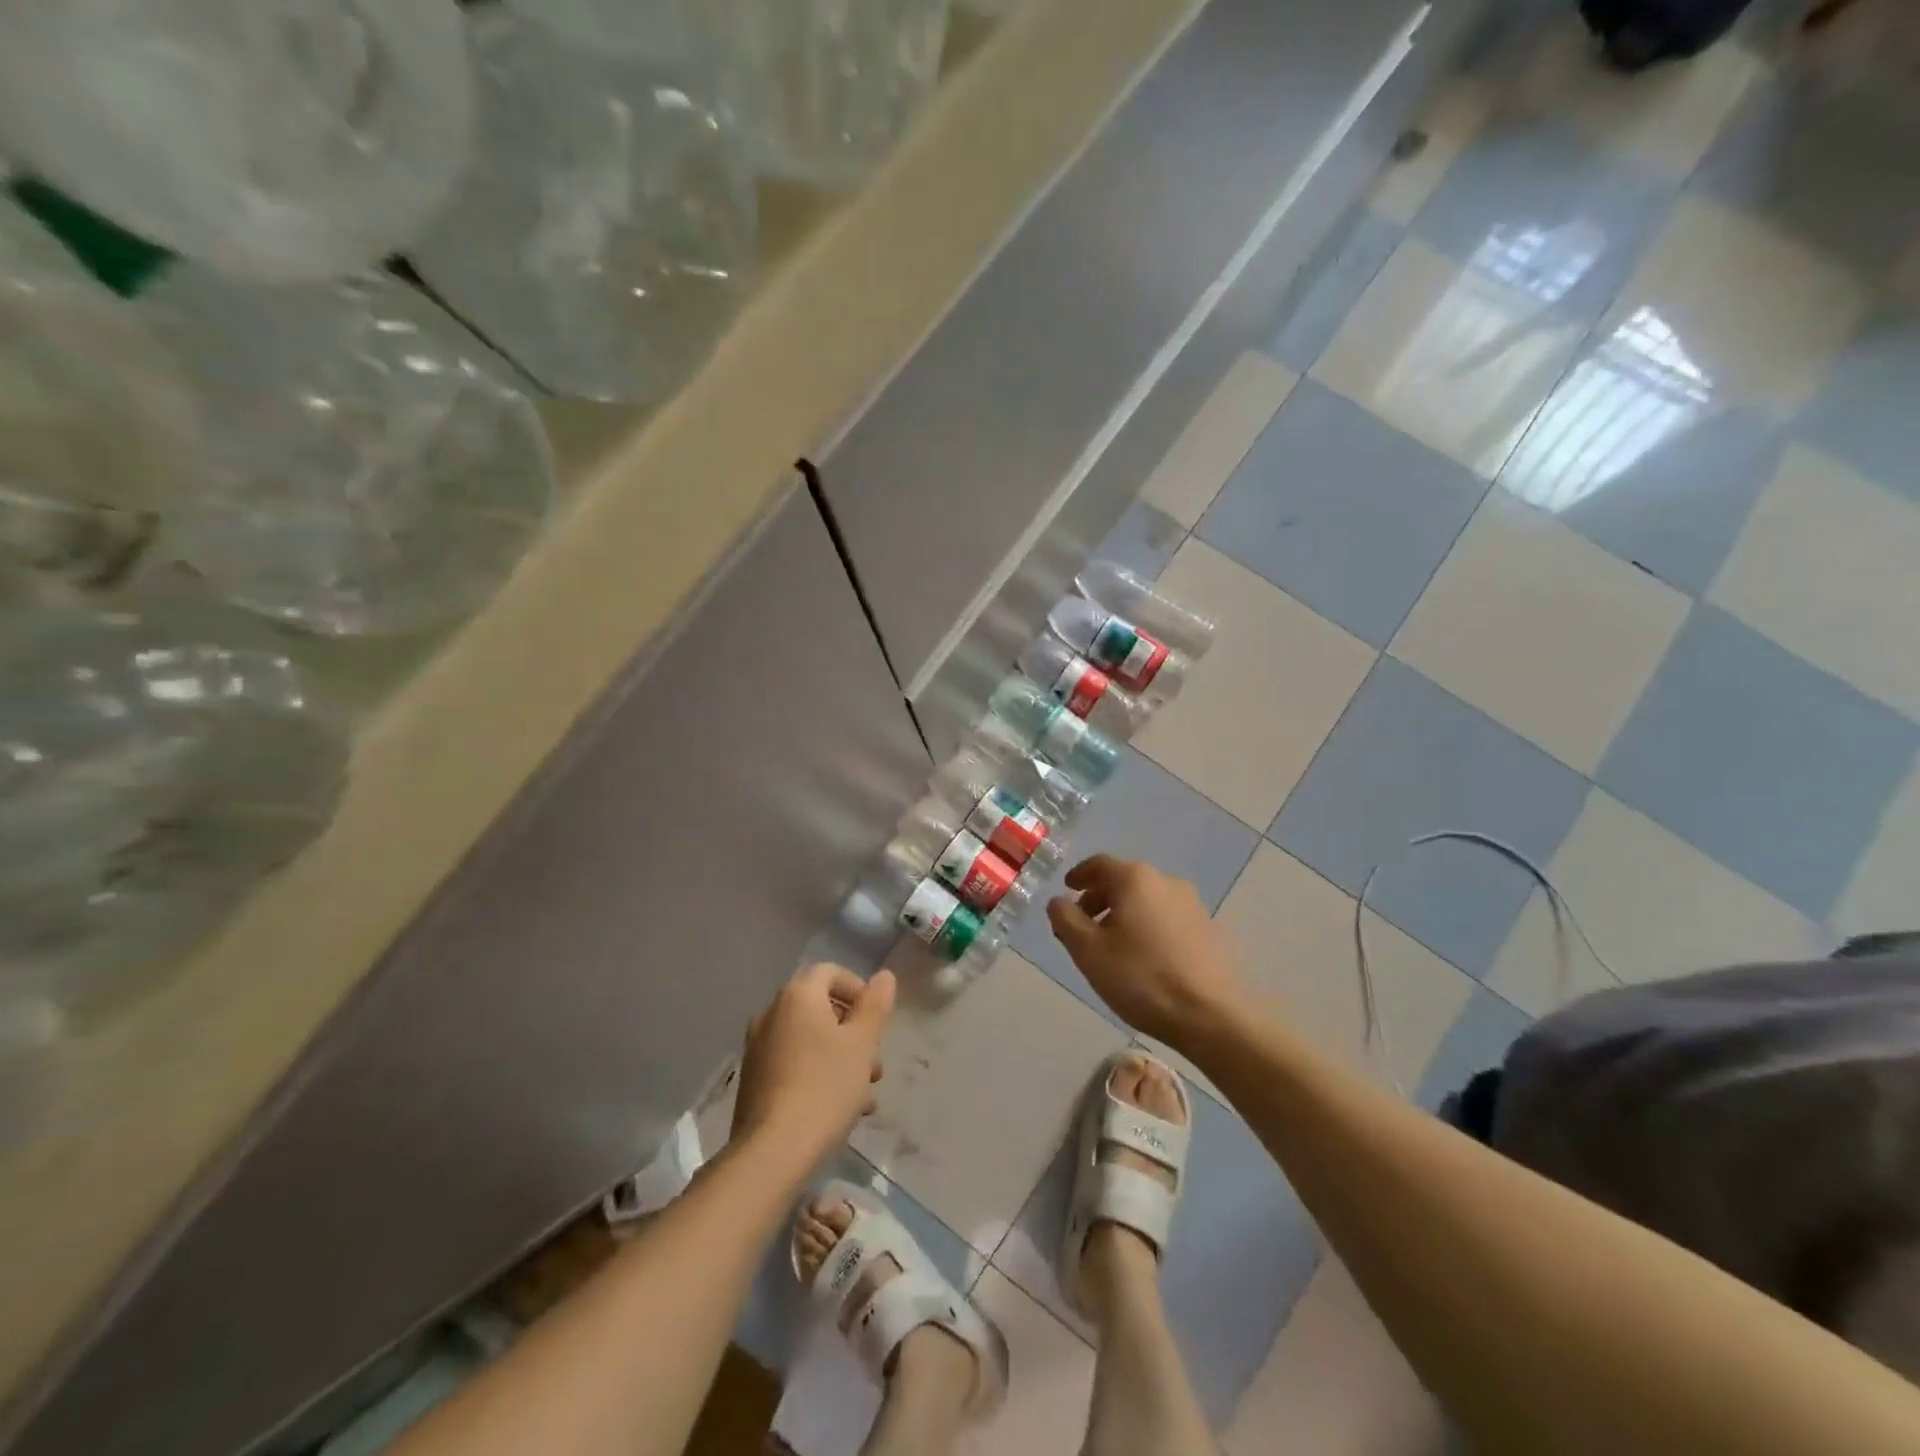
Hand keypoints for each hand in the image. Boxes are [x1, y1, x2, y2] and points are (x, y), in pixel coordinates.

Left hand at [732, 963, 895, 1163]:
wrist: (771, 1154)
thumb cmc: (825, 1089)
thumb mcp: (862, 1045)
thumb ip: (875, 1006)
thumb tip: (884, 976)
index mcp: (797, 996)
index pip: (831, 973)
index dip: (858, 990)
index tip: (877, 1022)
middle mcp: (771, 1013)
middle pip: (820, 1009)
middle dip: (853, 1032)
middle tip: (875, 1064)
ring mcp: (758, 1048)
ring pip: (809, 1041)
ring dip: (840, 1058)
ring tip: (864, 1096)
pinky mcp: (753, 1081)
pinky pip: (793, 1064)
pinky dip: (817, 1075)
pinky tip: (839, 1111)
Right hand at [1047, 855, 1244, 1046]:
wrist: (1212, 1015)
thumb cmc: (1142, 978)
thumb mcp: (1088, 951)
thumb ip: (1065, 919)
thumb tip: (1058, 901)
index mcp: (1135, 879)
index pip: (1099, 864)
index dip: (1078, 875)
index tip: (1066, 889)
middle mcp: (1166, 881)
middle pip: (1124, 880)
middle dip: (1099, 898)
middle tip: (1081, 924)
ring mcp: (1192, 905)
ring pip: (1146, 900)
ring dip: (1123, 914)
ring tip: (1110, 945)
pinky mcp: (1208, 929)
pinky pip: (1166, 917)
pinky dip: (1147, 926)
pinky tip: (1143, 957)